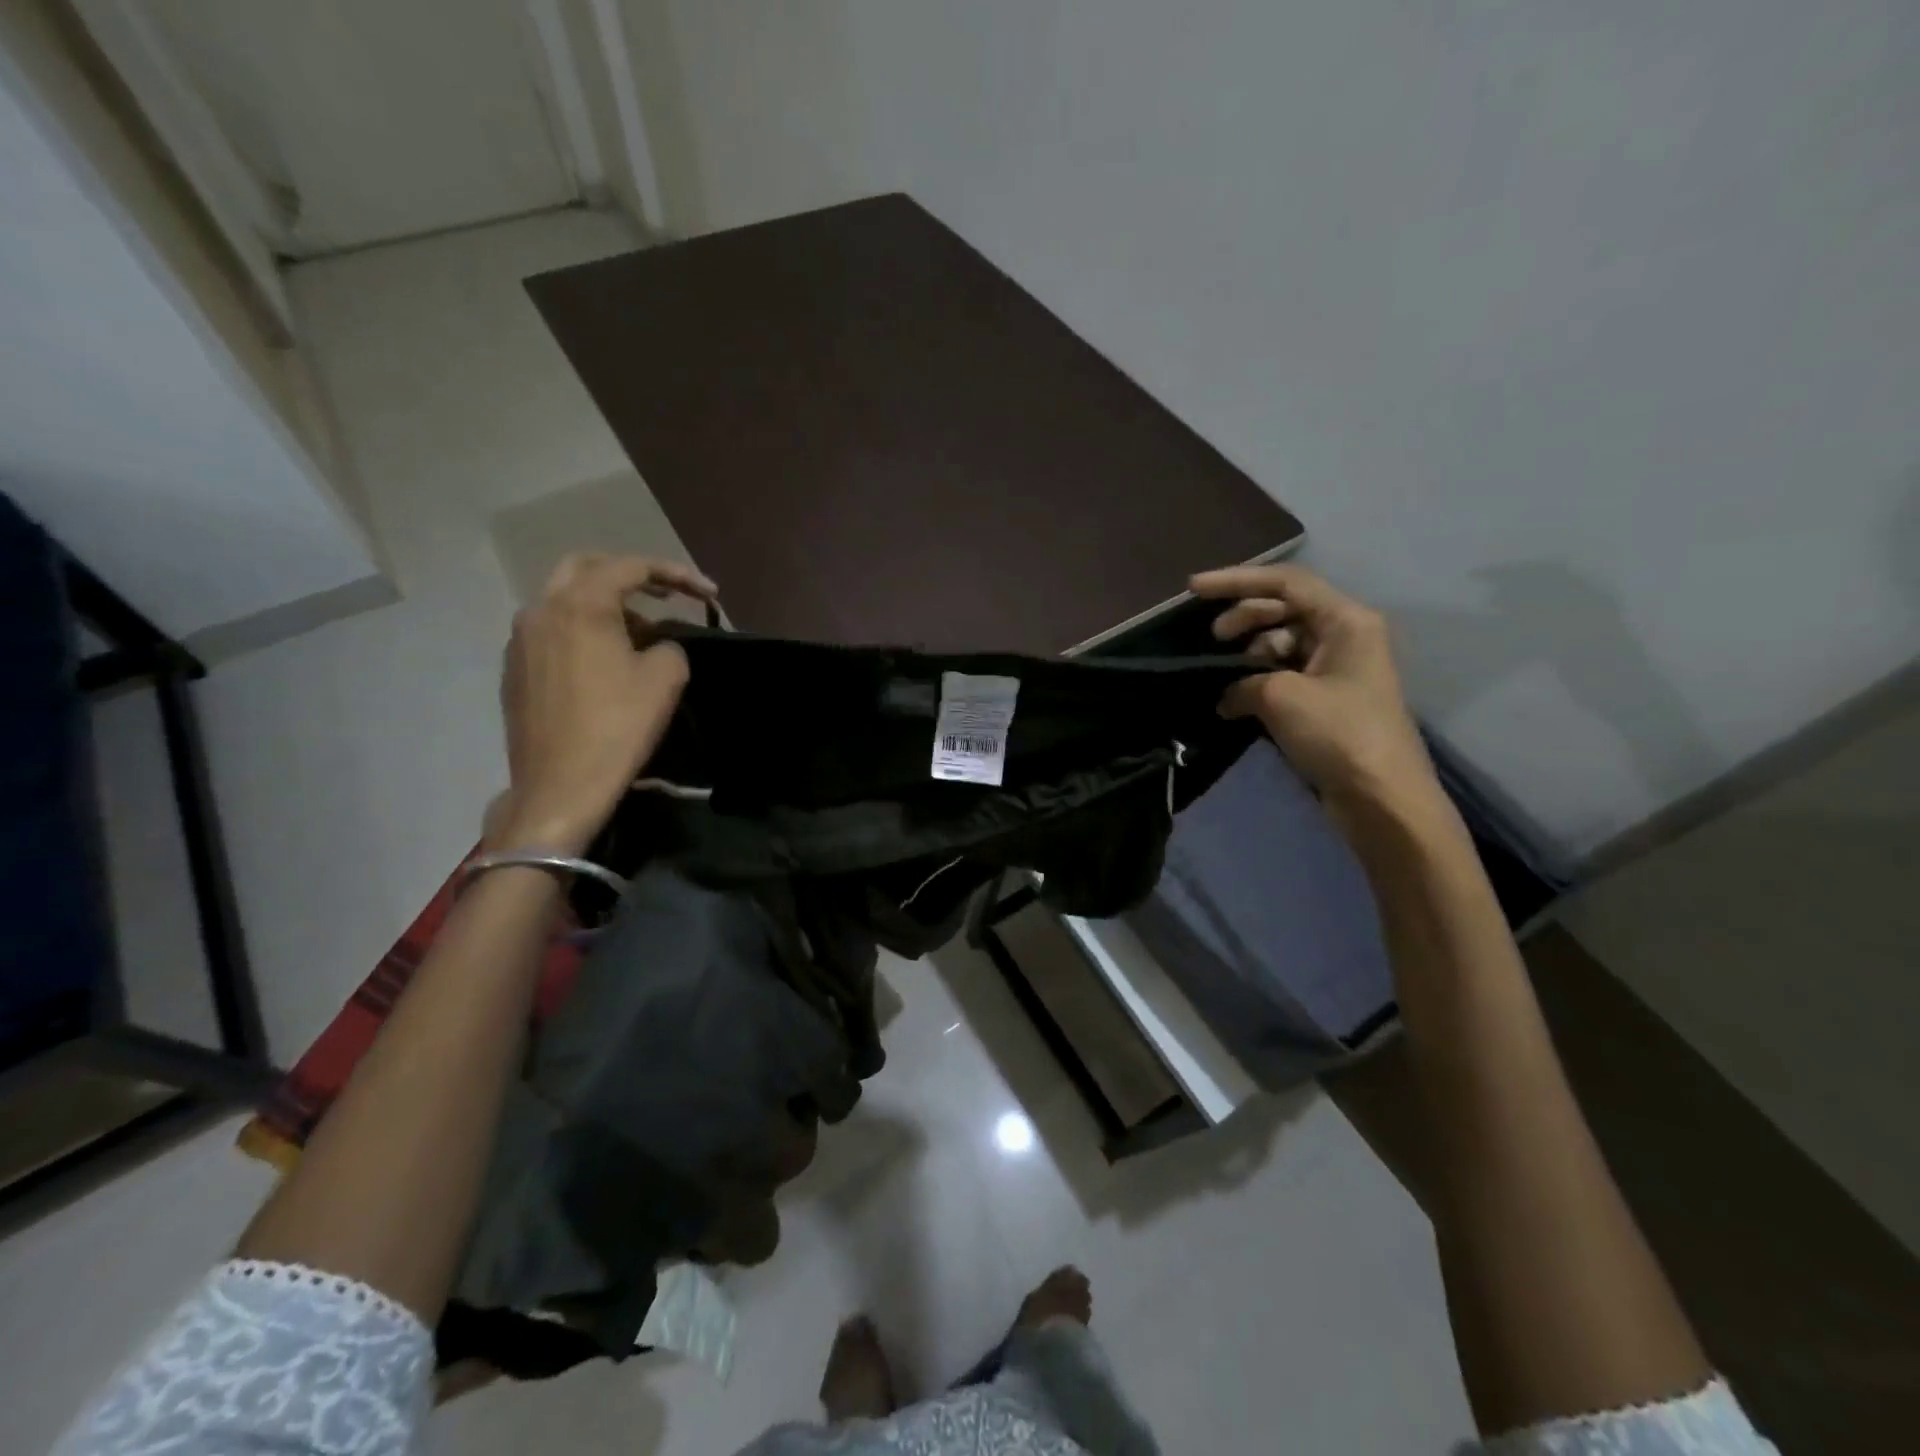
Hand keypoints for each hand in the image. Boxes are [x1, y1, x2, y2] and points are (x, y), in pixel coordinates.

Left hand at [495, 553, 716, 854]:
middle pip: (585, 567)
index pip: (631, 567)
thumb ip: (669, 645)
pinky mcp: (515, 669)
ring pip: (563, 600)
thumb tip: (655, 645)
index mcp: (580, 605)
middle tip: (664, 593)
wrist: (561, 786)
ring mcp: (520, 640)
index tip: (709, 594)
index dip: (676, 574)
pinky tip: (605, 660)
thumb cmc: (618, 726)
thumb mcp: (665, 678)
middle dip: (629, 574)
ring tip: (640, 632)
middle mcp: (541, 610)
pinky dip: (582, 629)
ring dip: (604, 604)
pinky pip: (551, 631)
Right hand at [1190, 563, 1438, 814]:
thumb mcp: (1281, 697)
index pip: (1285, 583)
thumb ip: (1243, 682)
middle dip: (1243, 617)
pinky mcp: (1330, 698)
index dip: (1236, 581)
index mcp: (1346, 620)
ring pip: (1284, 642)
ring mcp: (1339, 667)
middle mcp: (1346, 635)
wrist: (1383, 797)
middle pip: (1284, 608)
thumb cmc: (1338, 733)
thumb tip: (1228, 696)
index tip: (1192, 590)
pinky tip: (1236, 700)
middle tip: (1212, 640)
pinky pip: (1287, 672)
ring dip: (1250, 653)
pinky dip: (1259, 680)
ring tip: (1226, 678)